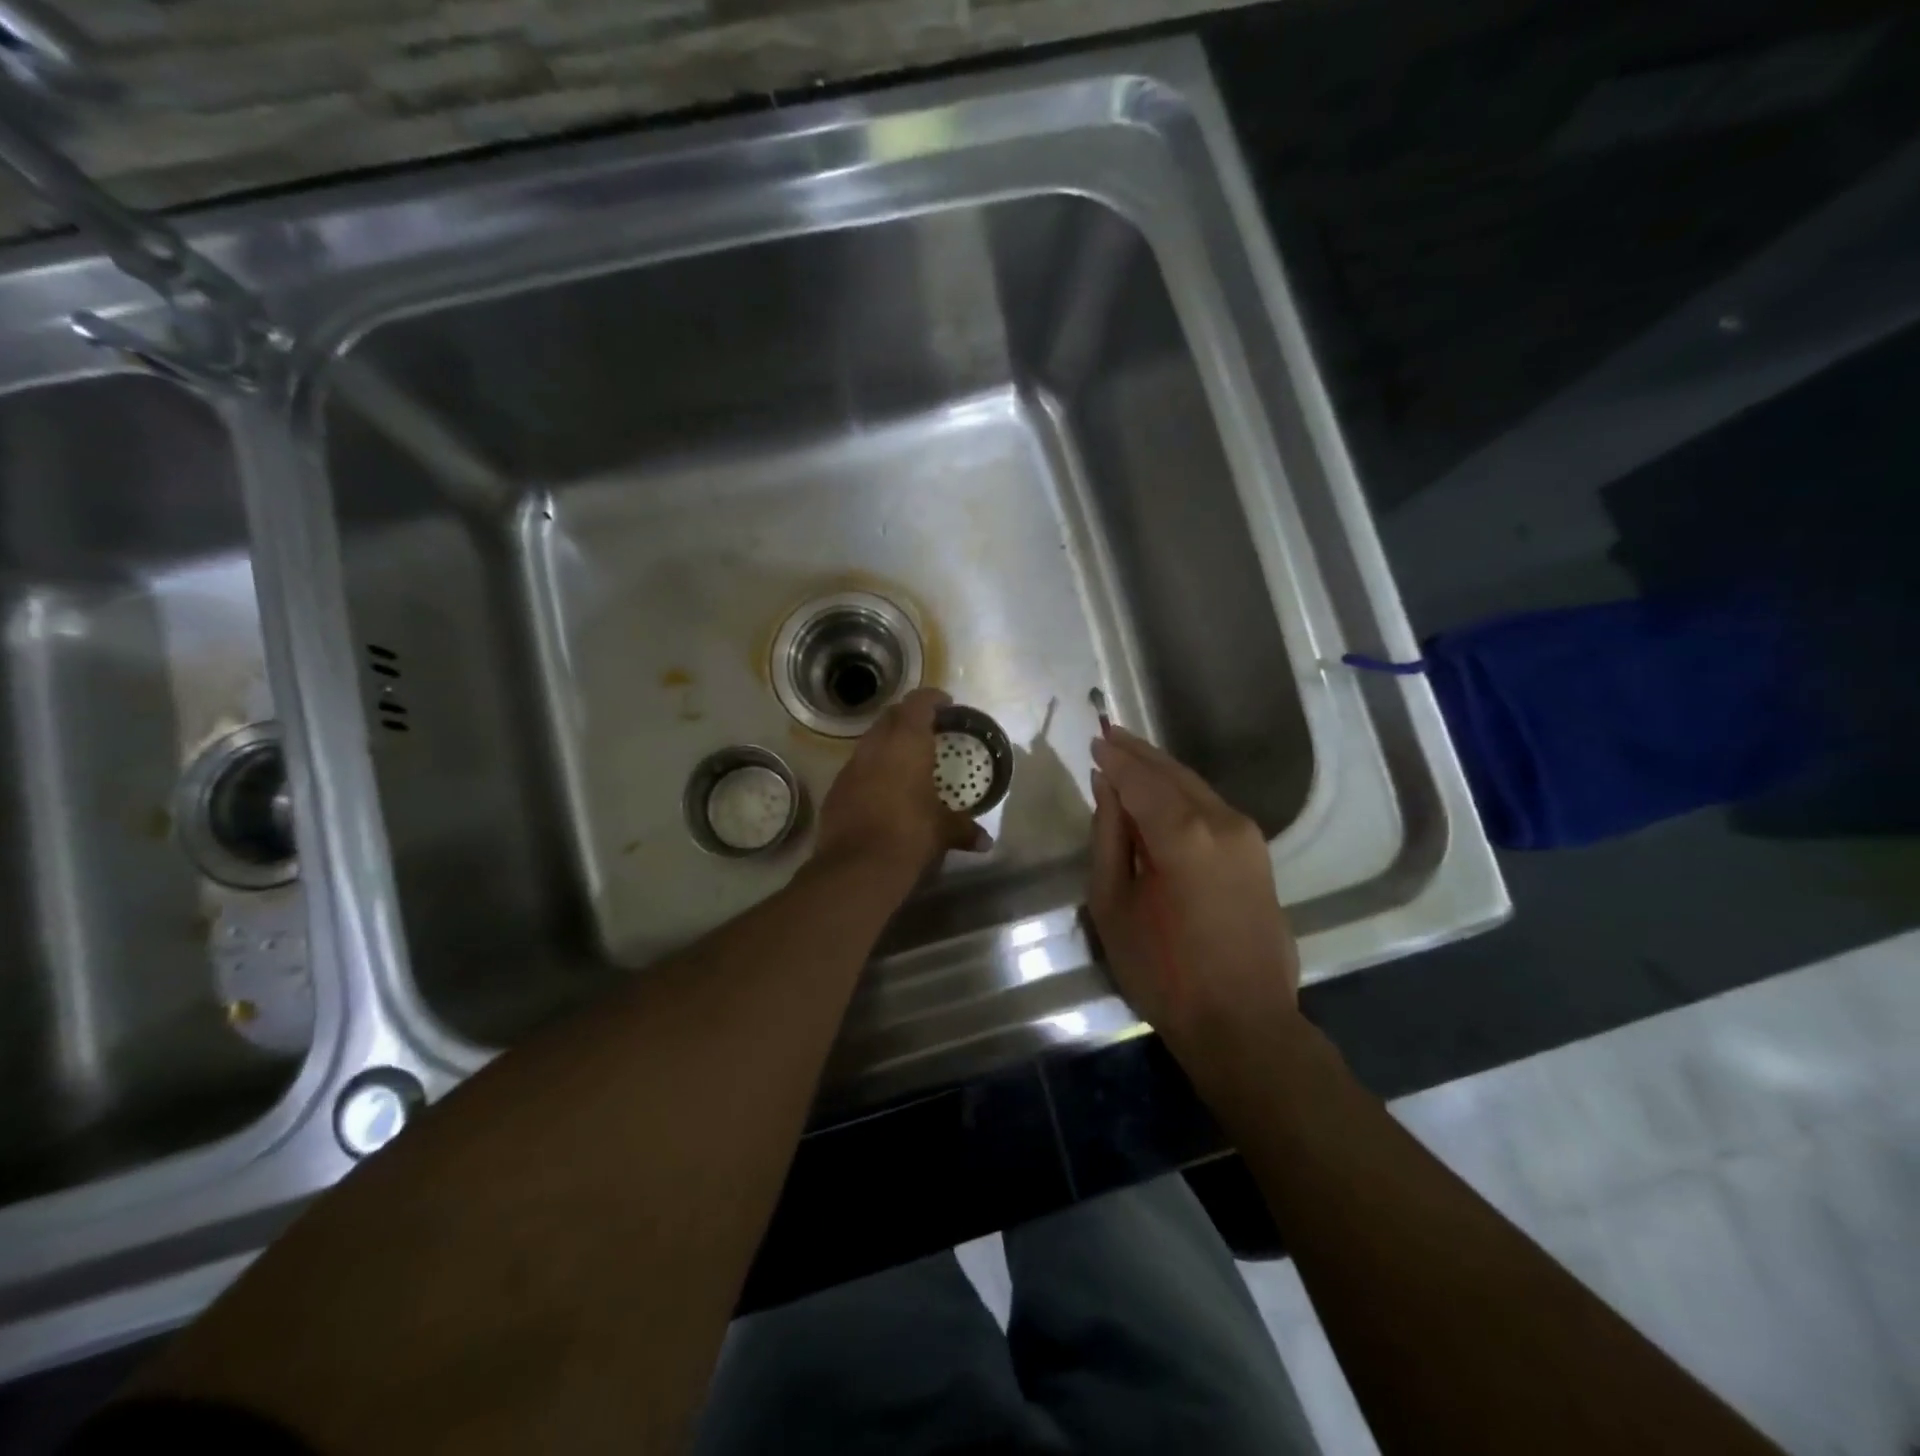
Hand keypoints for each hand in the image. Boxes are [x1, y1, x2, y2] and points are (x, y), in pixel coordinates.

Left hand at [815, 688, 990, 879]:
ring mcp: (851, 766)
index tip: (945, 704)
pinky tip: (883, 788)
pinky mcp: (835, 788)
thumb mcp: (942, 831)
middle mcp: (876, 745)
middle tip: (927, 729)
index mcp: (907, 742)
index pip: (918, 703)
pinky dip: (871, 769)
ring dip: (888, 742)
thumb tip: (985, 841)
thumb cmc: (910, 835)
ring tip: (906, 758)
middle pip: (891, 717)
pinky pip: (857, 767)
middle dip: (908, 717)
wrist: (857, 866)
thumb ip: (963, 829)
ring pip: (871, 741)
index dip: (932, 699)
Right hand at [1088, 725, 1300, 1081]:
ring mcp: (1247, 836)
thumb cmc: (1162, 970)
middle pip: (1172, 772)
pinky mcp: (1258, 854)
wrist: (1242, 1022)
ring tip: (1130, 756)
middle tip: (1109, 733)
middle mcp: (1221, 821)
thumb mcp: (1113, 903)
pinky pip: (1212, 808)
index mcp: (1182, 832)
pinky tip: (1162, 793)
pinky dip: (1183, 792)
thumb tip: (1106, 788)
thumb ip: (1109, 837)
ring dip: (1161, 770)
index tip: (1094, 739)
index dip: (1114, 758)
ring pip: (1196, 786)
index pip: (1139, 778)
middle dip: (1139, 753)